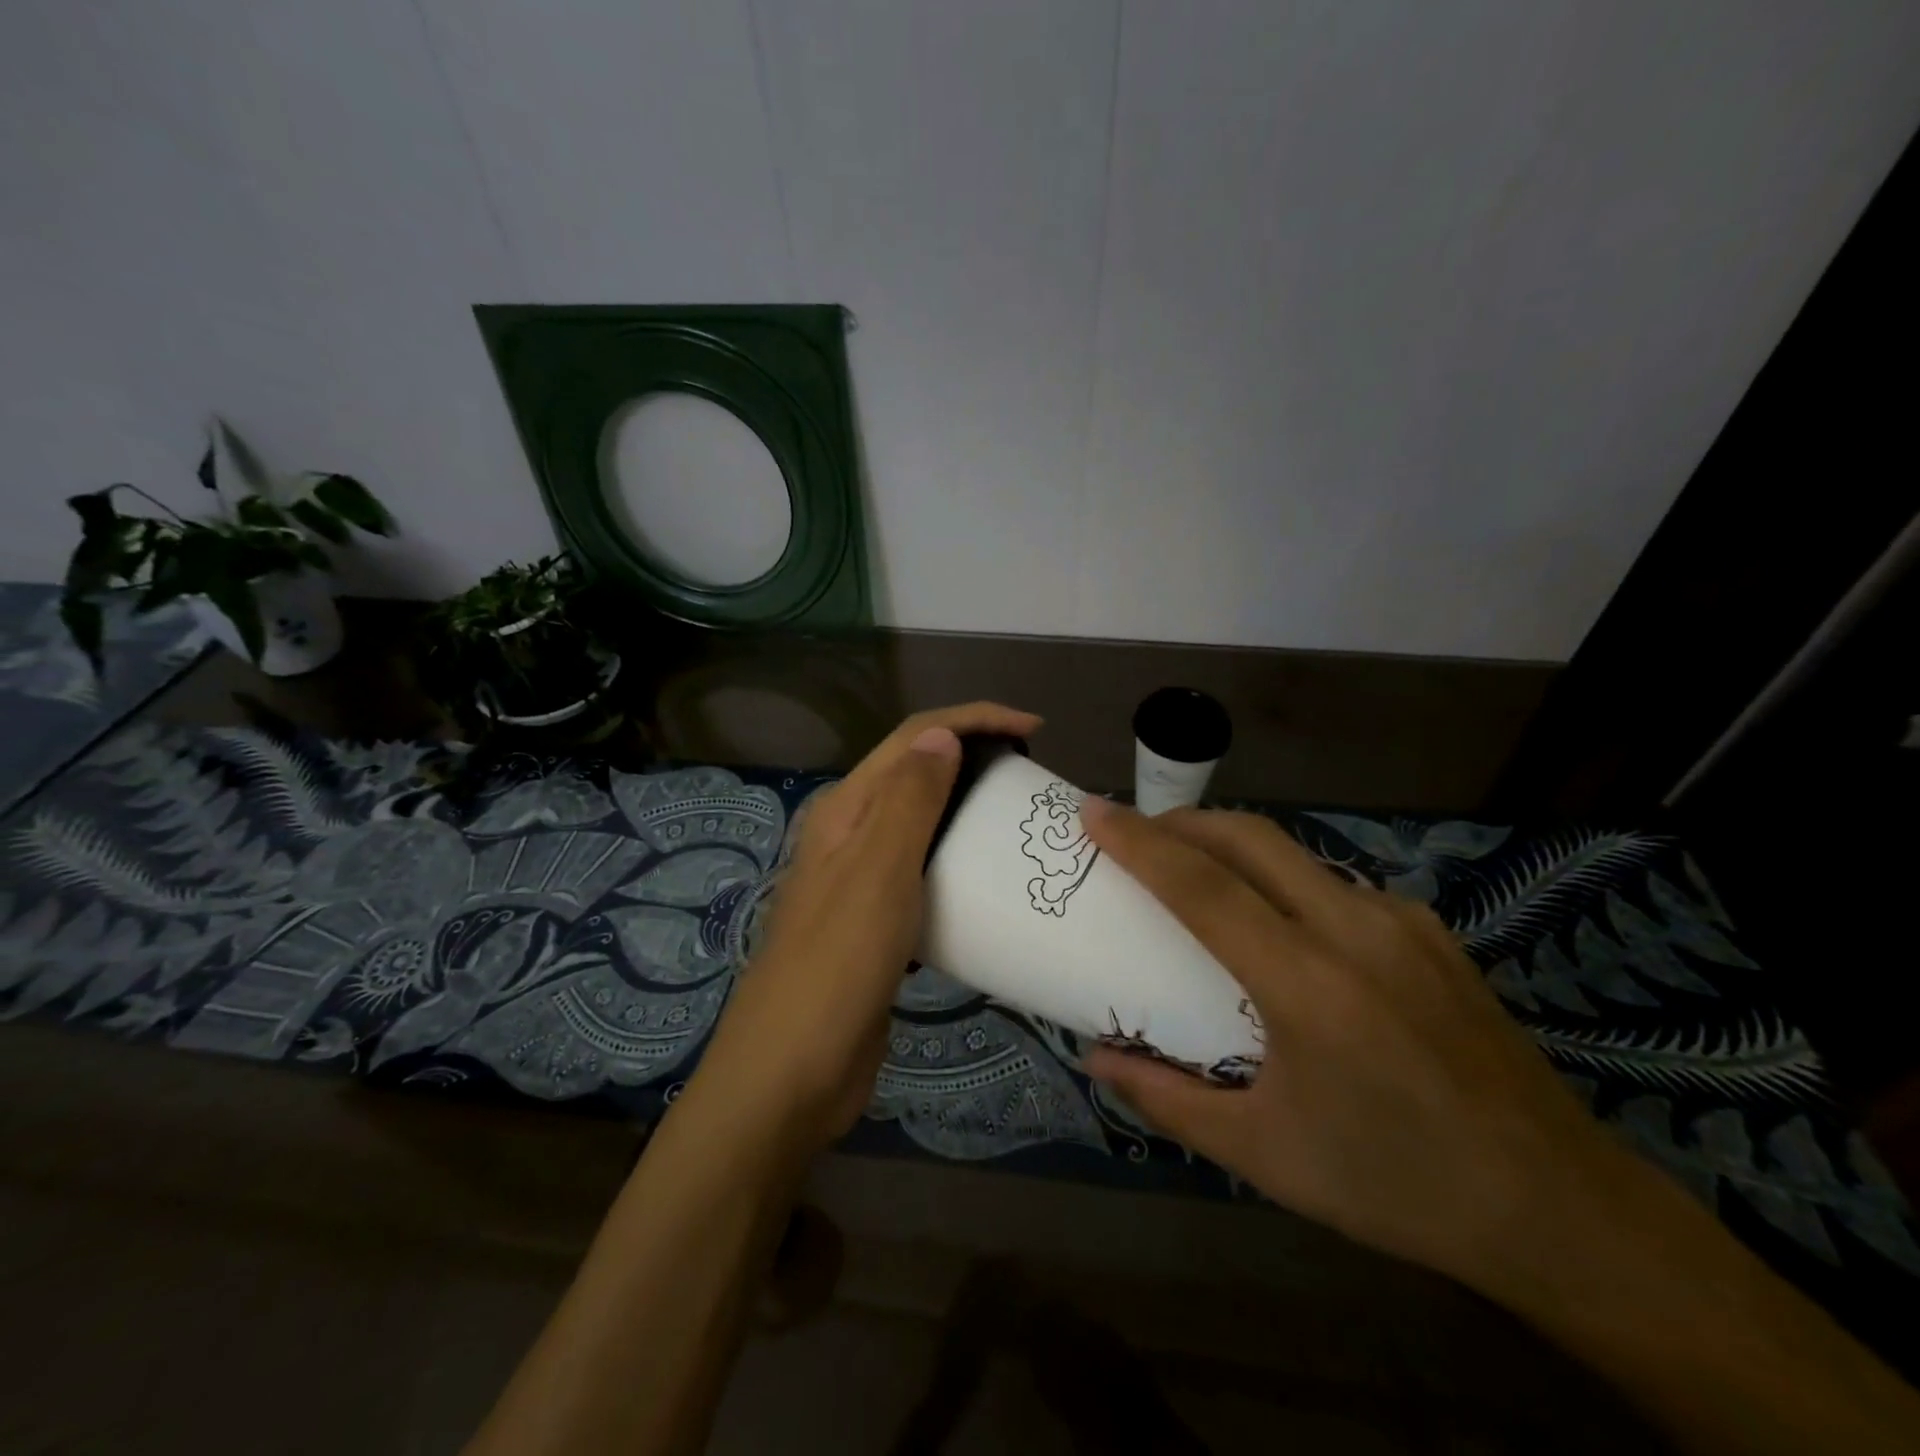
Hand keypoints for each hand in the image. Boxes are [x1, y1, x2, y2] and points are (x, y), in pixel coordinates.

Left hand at [691, 702, 1042, 1157]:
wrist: (791, 1074)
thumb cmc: (837, 965)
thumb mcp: (878, 871)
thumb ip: (908, 798)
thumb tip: (942, 735)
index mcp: (845, 810)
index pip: (913, 738)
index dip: (973, 719)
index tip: (1034, 730)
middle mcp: (849, 835)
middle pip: (917, 776)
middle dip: (973, 761)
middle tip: (1031, 781)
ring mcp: (860, 882)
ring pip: (923, 828)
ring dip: (968, 814)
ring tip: (1019, 826)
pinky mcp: (876, 925)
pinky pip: (925, 877)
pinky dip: (958, 867)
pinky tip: (990, 886)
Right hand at [1079, 801, 1626, 1296]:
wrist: (1561, 1209)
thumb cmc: (1395, 1183)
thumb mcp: (1264, 1153)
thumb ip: (1167, 1099)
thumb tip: (1094, 1059)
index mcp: (1308, 984)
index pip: (1202, 886)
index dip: (1139, 842)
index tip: (1093, 811)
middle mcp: (1354, 930)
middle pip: (1249, 838)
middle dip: (1182, 821)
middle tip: (1137, 833)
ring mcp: (1401, 922)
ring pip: (1293, 852)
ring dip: (1233, 847)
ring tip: (1198, 876)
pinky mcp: (1431, 930)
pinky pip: (1334, 883)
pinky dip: (1283, 880)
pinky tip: (1281, 926)